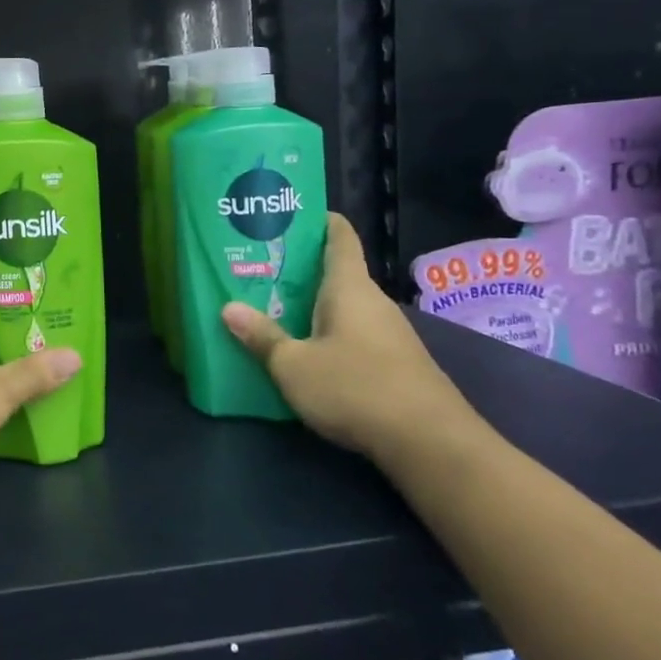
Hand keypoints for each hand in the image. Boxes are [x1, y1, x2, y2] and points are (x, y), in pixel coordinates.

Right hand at [221, 213, 472, 466]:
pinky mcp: (398, 363)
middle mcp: (373, 301)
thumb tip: (228, 308)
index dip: (318, 219)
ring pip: (345, 307)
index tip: (290, 215)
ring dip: (313, 307)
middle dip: (300, 270)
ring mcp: (390, 334)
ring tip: (274, 311)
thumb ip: (262, 336)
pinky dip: (330, 334)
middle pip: (337, 273)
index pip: (339, 236)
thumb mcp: (293, 366)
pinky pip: (356, 335)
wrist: (431, 444)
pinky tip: (308, 354)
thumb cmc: (356, 388)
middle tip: (259, 271)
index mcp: (349, 287)